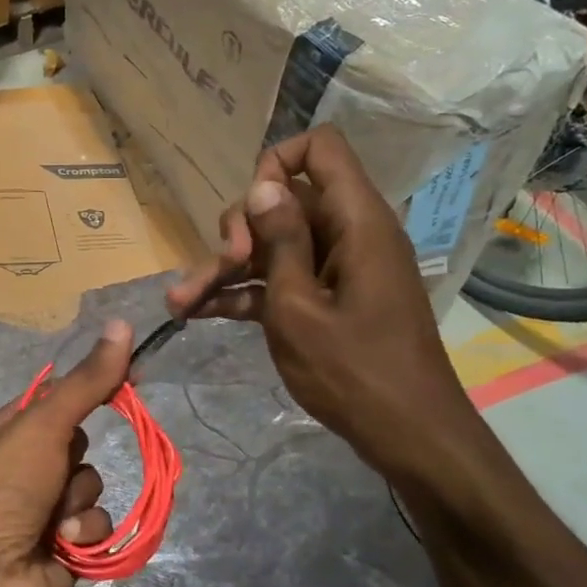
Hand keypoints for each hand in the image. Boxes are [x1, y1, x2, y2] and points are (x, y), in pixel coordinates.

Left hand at [0, 321, 133, 586]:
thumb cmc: (0, 491)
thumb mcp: (41, 427)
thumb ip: (86, 382)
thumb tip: (122, 322)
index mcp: (4, 430)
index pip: (56, 396)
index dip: (90, 386)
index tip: (129, 377)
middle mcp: (21, 466)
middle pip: (78, 441)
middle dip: (75, 457)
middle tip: (56, 468)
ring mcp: (40, 508)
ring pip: (89, 484)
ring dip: (78, 502)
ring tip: (52, 521)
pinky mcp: (61, 548)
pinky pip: (94, 525)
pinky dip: (82, 534)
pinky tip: (61, 547)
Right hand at [166, 127, 486, 486]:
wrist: (407, 437)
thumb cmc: (354, 371)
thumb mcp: (300, 307)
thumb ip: (281, 242)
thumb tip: (263, 186)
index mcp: (355, 222)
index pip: (321, 149)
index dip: (277, 164)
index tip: (251, 211)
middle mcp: (347, 234)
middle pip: (282, 202)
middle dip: (238, 231)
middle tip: (220, 268)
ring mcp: (335, 268)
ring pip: (271, 246)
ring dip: (225, 270)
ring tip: (180, 302)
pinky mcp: (325, 299)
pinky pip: (278, 279)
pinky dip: (243, 293)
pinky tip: (199, 314)